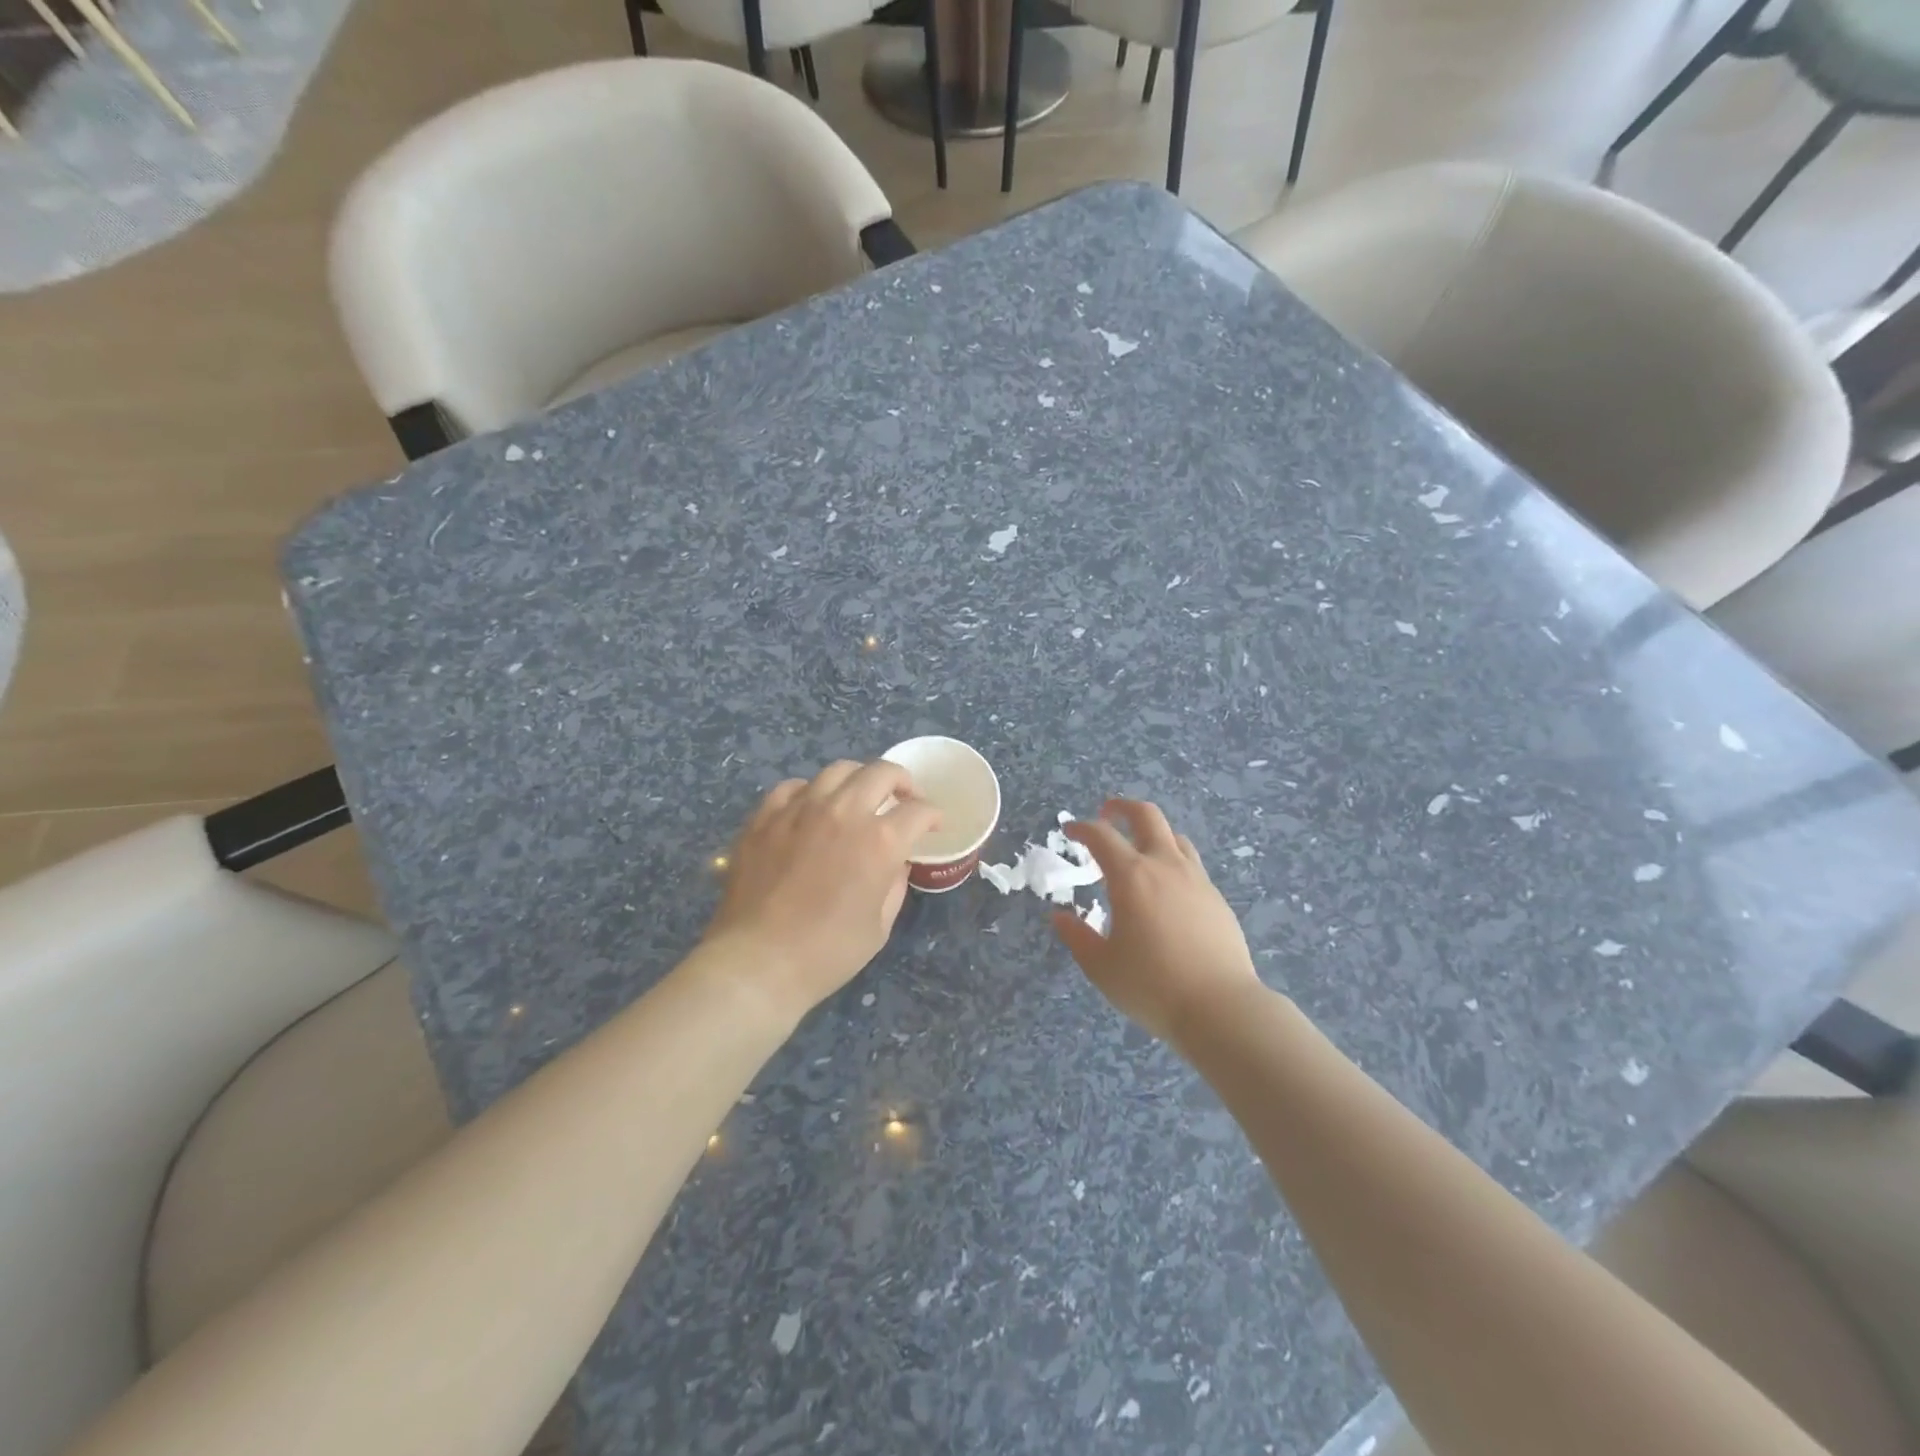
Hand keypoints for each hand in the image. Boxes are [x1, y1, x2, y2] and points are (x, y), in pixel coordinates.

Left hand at [704, 761, 940, 1019]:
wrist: (758, 963)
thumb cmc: (827, 953)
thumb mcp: (879, 926)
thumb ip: (894, 884)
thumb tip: (896, 861)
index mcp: (879, 841)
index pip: (918, 811)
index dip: (932, 816)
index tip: (933, 825)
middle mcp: (843, 812)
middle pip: (882, 772)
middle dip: (903, 782)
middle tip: (905, 799)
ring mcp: (800, 809)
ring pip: (838, 770)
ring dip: (859, 779)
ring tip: (860, 797)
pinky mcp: (766, 816)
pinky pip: (795, 786)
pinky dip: (813, 792)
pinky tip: (813, 808)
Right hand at [1053, 799, 1261, 1042]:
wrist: (1221, 1007)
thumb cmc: (1152, 986)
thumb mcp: (1101, 966)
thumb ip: (1077, 936)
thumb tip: (1060, 916)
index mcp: (1131, 876)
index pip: (1101, 835)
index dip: (1081, 827)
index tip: (1070, 830)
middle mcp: (1165, 866)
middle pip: (1146, 815)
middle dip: (1122, 807)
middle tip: (1107, 813)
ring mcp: (1196, 879)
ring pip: (1174, 837)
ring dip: (1152, 833)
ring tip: (1139, 851)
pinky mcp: (1217, 898)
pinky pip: (1191, 864)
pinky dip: (1172, 862)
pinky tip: (1166, 889)